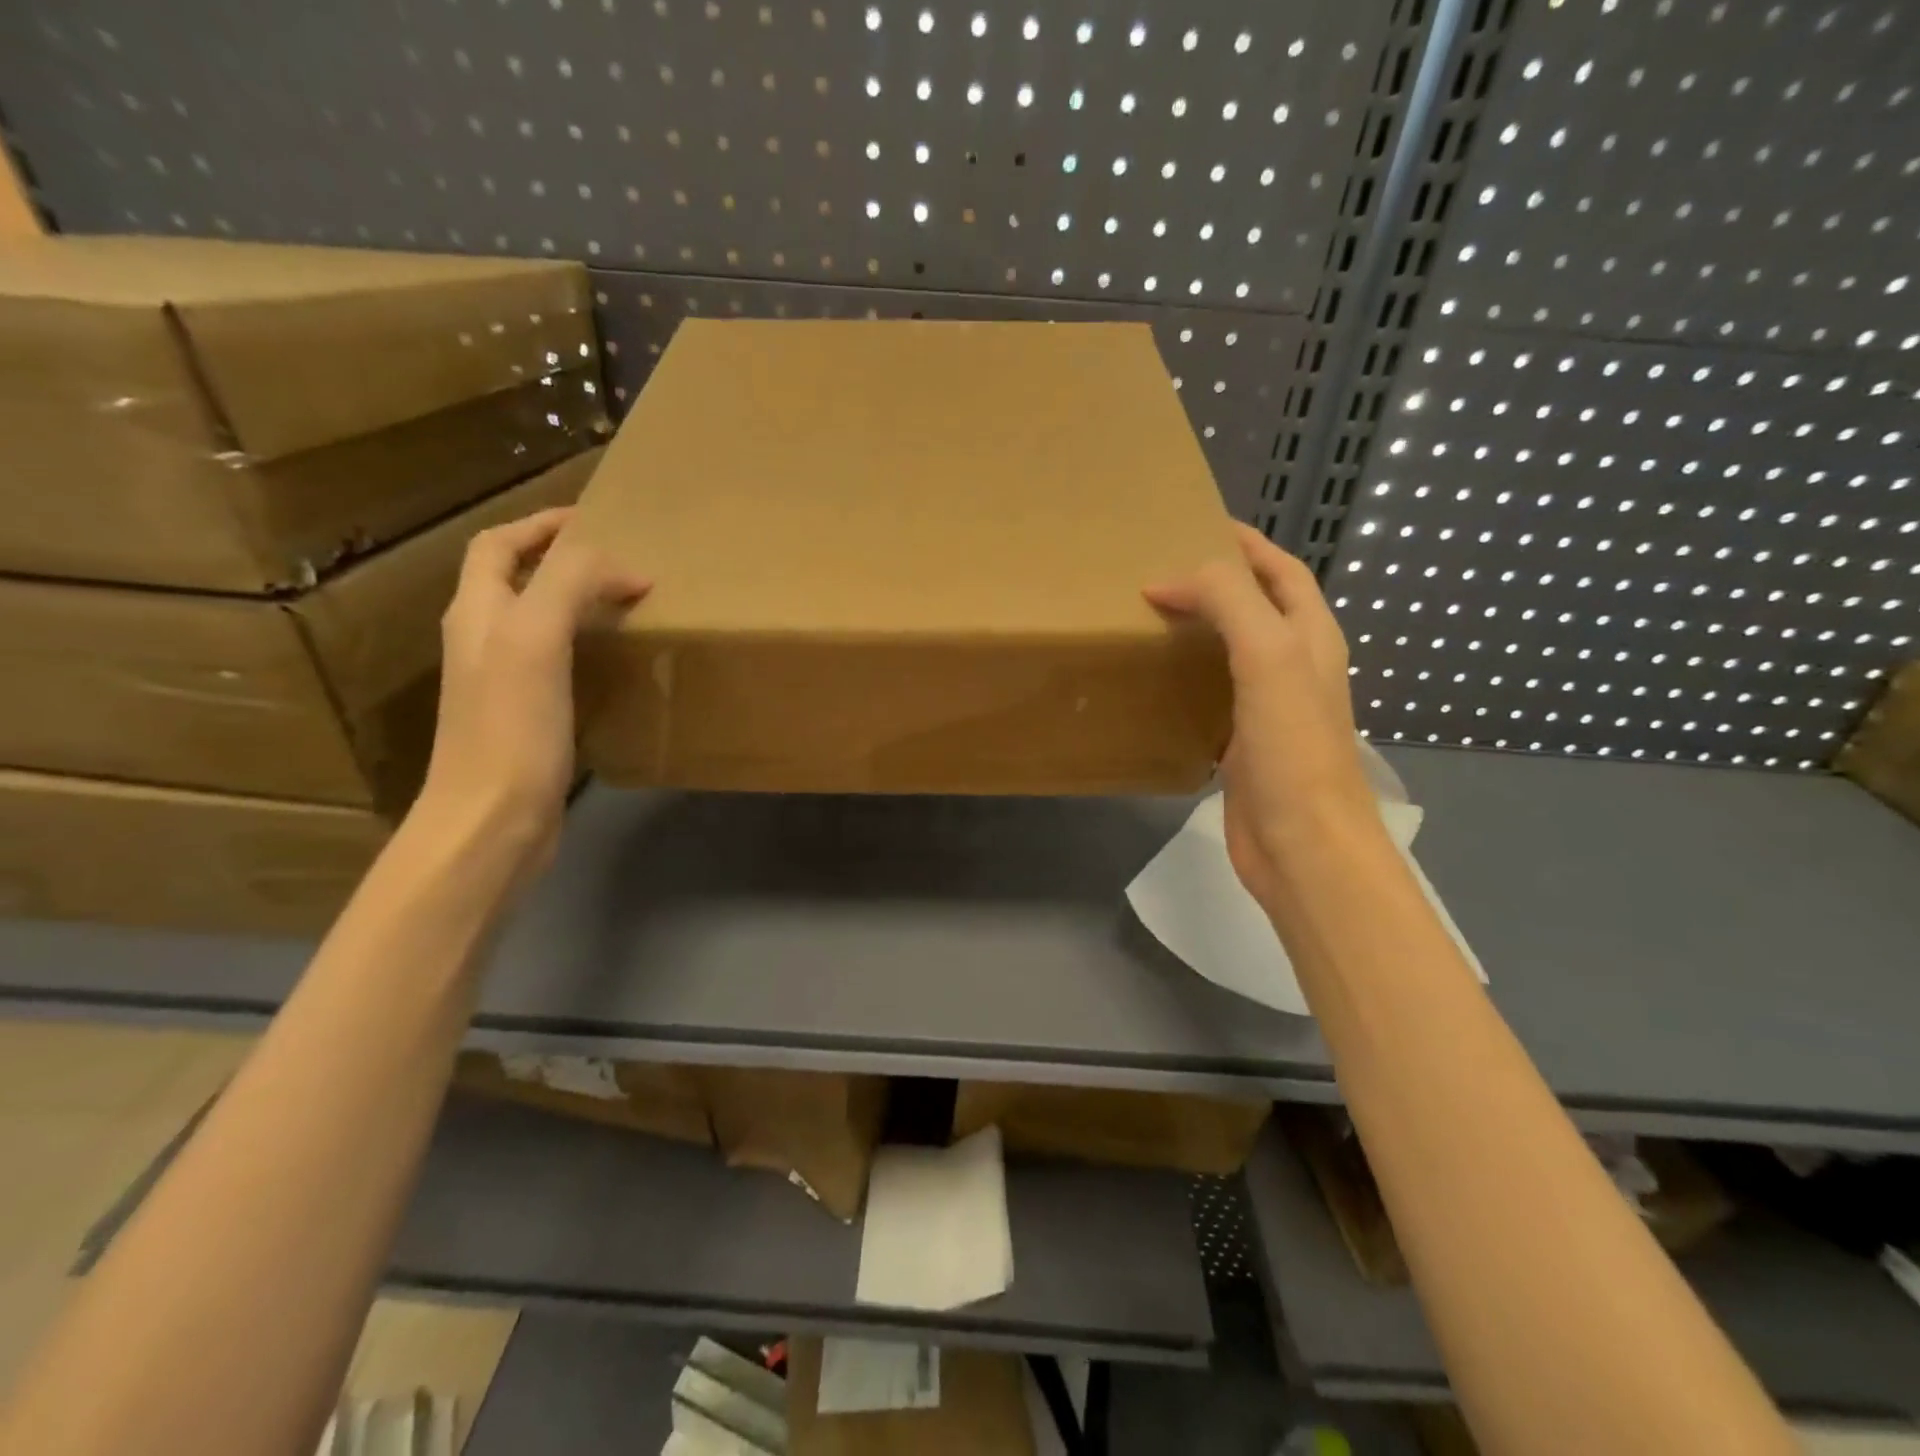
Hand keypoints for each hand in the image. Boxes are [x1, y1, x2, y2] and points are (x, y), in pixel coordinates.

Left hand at [413, 507, 648, 874]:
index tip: (596, 519)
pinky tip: (617, 662)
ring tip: (627, 603)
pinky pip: (559, 663)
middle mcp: (484, 642)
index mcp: (478, 614)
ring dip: (577, 603)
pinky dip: (588, 647)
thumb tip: (627, 569)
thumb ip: (572, 584)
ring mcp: (503, 684)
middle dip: (561, 560)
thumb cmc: (511, 728)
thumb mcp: (537, 638)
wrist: (492, 821)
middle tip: (619, 562)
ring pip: (538, 622)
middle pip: (515, 581)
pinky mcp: (528, 719)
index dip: (541, 525)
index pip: (498, 546)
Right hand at [1146, 525, 1377, 909]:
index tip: (1196, 525)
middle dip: (1218, 582)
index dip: (1245, 545)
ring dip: (1200, 628)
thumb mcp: (1267, 653)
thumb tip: (1169, 580)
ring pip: (1232, 651)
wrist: (1302, 843)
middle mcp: (1295, 666)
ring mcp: (1270, 707)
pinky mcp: (1243, 745)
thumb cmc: (1292, 744)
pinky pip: (1213, 695)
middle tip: (1161, 570)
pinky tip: (1157, 680)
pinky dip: (1187, 677)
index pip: (1281, 571)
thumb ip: (1228, 601)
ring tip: (1151, 615)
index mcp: (1311, 636)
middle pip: (1257, 607)